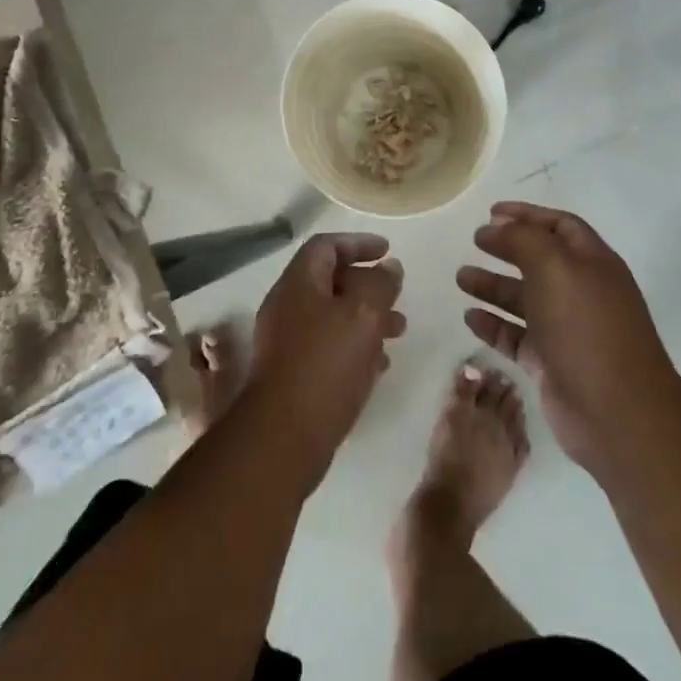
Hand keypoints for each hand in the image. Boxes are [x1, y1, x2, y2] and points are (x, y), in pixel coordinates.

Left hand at [245, 231, 406, 486]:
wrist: (282, 437)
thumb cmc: (325, 365)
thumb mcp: (363, 316)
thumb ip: (380, 285)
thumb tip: (389, 267)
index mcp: (298, 283)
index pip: (326, 246)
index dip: (358, 243)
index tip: (387, 251)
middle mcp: (287, 306)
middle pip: (330, 281)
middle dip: (367, 285)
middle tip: (397, 296)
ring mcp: (286, 342)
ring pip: (332, 317)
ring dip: (366, 318)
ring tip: (398, 331)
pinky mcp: (292, 375)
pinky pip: (327, 348)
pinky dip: (355, 347)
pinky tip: (379, 365)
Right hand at [458, 201, 678, 477]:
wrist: (617, 413)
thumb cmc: (586, 327)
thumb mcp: (554, 266)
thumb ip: (522, 239)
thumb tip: (497, 227)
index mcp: (592, 263)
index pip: (559, 226)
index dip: (527, 215)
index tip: (491, 212)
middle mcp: (582, 293)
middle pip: (539, 261)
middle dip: (506, 248)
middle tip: (474, 241)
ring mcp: (567, 331)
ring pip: (524, 300)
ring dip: (493, 286)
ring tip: (461, 278)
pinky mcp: (551, 365)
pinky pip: (517, 337)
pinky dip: (494, 325)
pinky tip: (470, 317)